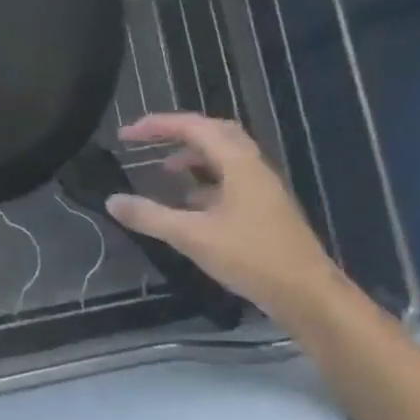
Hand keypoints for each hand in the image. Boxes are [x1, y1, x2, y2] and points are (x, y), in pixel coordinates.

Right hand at [105, 112, 346, 321]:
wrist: (307, 294)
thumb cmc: (251, 257)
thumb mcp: (192, 236)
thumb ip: (150, 216)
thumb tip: (112, 200)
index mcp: (239, 164)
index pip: (195, 127)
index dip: (158, 126)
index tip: (126, 134)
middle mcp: (253, 167)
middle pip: (214, 133)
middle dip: (178, 132)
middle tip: (147, 141)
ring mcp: (261, 188)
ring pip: (224, 157)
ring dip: (192, 156)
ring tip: (164, 170)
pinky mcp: (263, 209)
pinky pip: (229, 179)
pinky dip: (204, 180)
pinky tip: (188, 202)